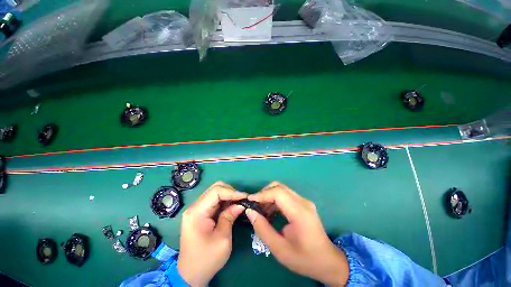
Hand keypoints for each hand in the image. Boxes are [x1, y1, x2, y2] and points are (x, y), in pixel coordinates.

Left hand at [177, 182, 247, 285]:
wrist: (191, 274)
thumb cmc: (206, 259)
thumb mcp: (222, 239)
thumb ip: (230, 217)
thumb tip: (240, 204)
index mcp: (196, 212)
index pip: (216, 191)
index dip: (232, 192)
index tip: (245, 197)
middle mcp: (195, 207)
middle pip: (215, 188)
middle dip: (230, 191)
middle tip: (241, 200)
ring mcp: (197, 209)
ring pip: (216, 192)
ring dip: (229, 196)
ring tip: (239, 203)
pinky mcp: (201, 213)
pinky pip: (215, 201)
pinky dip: (225, 201)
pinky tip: (232, 206)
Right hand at [246, 182, 348, 285]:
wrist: (328, 261)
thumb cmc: (304, 259)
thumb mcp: (280, 249)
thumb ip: (263, 229)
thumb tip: (250, 212)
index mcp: (300, 213)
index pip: (278, 193)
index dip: (262, 194)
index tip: (249, 200)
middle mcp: (303, 202)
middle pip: (280, 187)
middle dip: (264, 193)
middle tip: (254, 205)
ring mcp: (304, 201)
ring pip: (282, 189)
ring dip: (269, 196)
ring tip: (260, 210)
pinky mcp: (303, 203)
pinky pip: (286, 195)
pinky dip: (275, 199)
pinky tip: (270, 211)